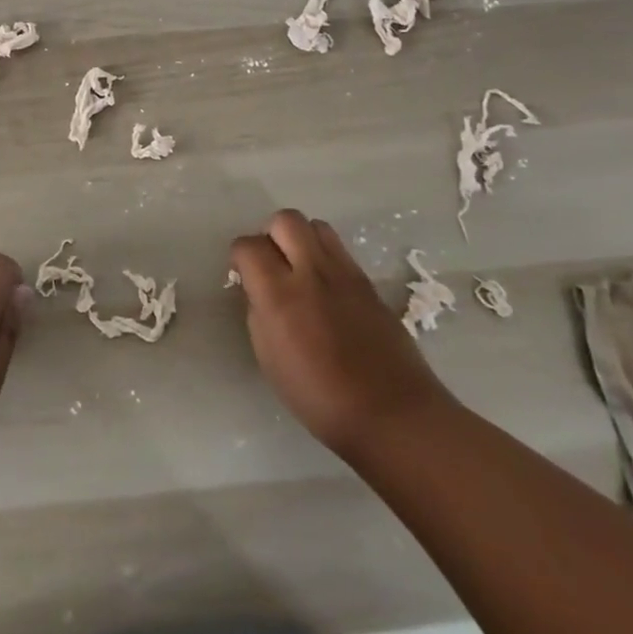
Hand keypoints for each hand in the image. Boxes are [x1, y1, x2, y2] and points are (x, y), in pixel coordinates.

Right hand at [231, 210, 452, 461]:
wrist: (392, 413)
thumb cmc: (320, 397)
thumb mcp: (269, 358)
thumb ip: (259, 312)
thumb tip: (260, 291)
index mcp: (279, 294)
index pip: (248, 246)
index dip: (239, 257)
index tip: (242, 275)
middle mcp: (311, 272)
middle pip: (285, 220)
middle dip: (270, 234)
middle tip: (271, 264)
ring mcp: (344, 273)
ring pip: (316, 226)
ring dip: (300, 239)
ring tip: (299, 269)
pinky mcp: (368, 281)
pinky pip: (339, 250)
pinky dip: (324, 257)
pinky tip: (326, 289)